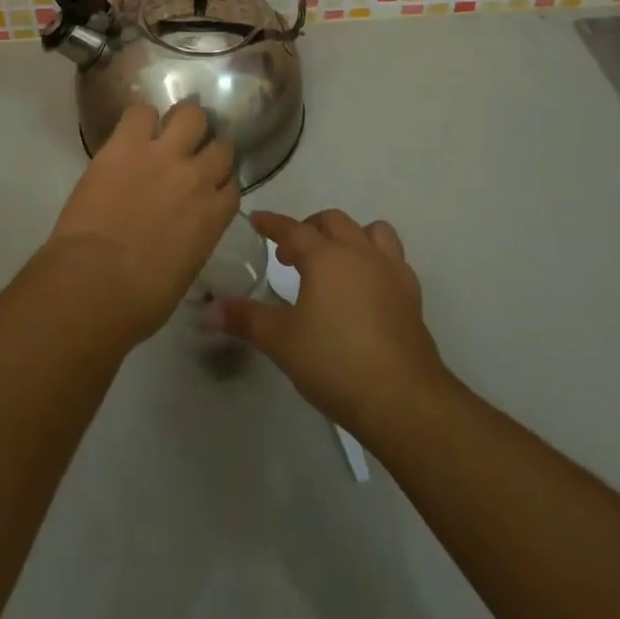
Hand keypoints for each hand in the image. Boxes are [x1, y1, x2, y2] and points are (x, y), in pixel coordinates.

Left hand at [40, 102, 239, 347]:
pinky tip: (132, 132)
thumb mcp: (183, 273)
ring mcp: (162, 154)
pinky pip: (141, 111)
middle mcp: (196, 177)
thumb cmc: (139, 300)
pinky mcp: (126, 143)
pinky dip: (140, 119)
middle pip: (220, 146)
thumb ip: (192, 241)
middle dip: (208, 150)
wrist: (95, 282)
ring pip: (191, 114)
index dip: (219, 185)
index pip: (232, 186)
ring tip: (167, 131)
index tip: (208, 188)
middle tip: (189, 156)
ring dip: (182, 122)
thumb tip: (181, 233)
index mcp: (213, 216)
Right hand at [214, 209, 448, 434]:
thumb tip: (207, 311)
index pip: (292, 228)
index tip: (257, 220)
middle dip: (308, 229)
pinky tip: (367, 286)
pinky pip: (394, 260)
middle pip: (332, 222)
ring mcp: (390, 271)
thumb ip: (245, 320)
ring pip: (372, 232)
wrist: (403, 399)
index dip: (272, 223)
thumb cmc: (336, 362)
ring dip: (350, 236)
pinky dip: (376, 261)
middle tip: (290, 254)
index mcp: (325, 256)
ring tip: (335, 260)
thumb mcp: (281, 342)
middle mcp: (359, 252)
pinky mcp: (412, 296)